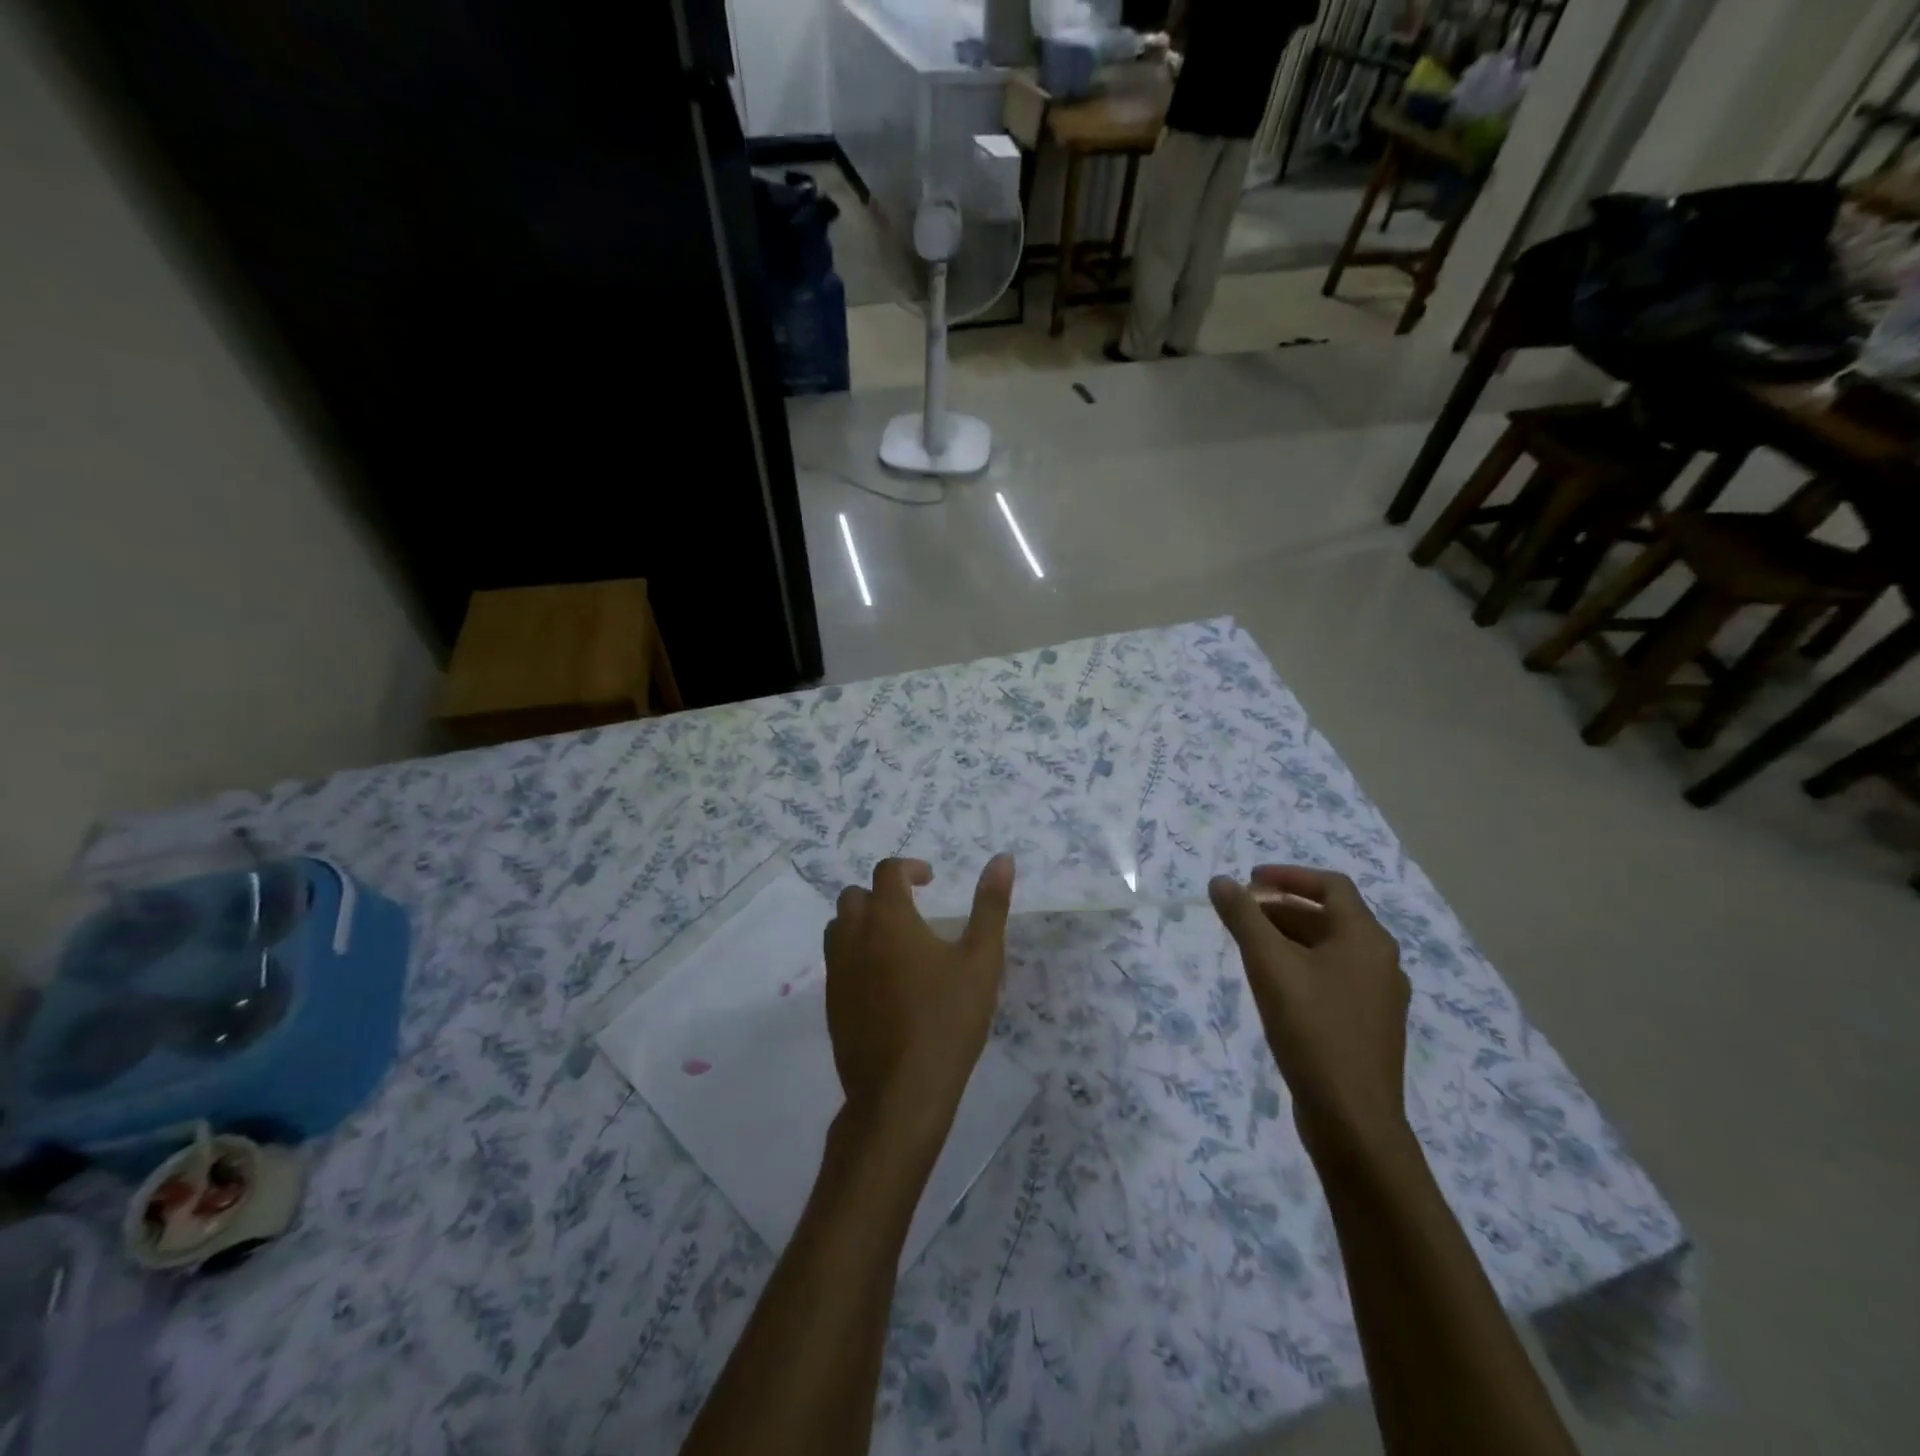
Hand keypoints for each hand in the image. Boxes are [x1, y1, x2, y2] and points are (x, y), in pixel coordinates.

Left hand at [824, 855, 1015, 1153]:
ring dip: (863, 921)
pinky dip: (855, 953)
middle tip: (913, 910)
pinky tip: (885, 981)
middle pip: (855, 895)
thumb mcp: (982, 959)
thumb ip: (990, 905)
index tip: (930, 881)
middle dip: (882, 893)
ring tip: (897, 941)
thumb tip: (1003, 858)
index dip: (909, 868)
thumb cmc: (947, 1020)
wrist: (901, 1092)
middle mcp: (854, 936)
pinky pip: (837, 960)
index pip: (887, 871)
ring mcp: (837, 971)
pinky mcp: (831, 1002)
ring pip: (839, 926)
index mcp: (888, 918)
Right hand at [1209, 866, 1410, 1163]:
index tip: (1250, 880)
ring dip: (1290, 937)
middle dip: (1282, 908)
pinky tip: (1274, 986)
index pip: (1331, 886)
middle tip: (1241, 915)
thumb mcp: (1269, 966)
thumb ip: (1244, 918)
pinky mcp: (1369, 1025)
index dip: (1289, 875)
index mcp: (1366, 939)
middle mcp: (1381, 961)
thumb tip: (1221, 881)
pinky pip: (1334, 977)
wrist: (1353, 1119)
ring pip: (1330, 949)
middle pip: (1329, 917)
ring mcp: (1379, 996)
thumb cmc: (1312, 1031)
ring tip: (1249, 947)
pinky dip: (1302, 966)